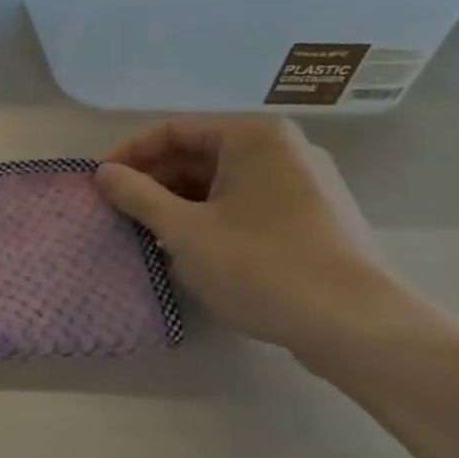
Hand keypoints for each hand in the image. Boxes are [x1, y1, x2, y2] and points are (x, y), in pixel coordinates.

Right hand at [96, 117, 401, 354]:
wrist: (358, 326)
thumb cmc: (262, 266)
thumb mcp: (183, 231)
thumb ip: (137, 196)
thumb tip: (103, 173)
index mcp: (254, 137)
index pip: (173, 131)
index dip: (130, 155)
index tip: (100, 184)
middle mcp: (284, 149)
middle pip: (200, 154)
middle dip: (155, 181)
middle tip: (121, 213)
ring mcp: (306, 183)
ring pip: (223, 182)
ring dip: (181, 202)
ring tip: (152, 234)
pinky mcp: (316, 218)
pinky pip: (249, 203)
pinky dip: (213, 217)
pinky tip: (195, 249)